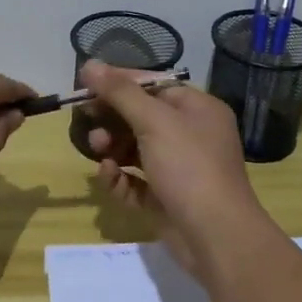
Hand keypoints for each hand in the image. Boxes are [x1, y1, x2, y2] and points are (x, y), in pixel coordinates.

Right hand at [83, 62, 265, 272]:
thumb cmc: (189, 166)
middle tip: (86, 119)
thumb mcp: (154, 121)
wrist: (216, 236)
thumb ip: (120, 93)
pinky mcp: (166, 198)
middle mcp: (191, 135)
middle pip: (141, 116)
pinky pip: (136, 181)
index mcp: (198, 109)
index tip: (85, 85)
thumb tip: (90, 65)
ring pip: (136, 149)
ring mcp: (179, 169)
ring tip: (99, 151)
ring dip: (112, 147)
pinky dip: (120, 177)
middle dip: (112, 118)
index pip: (153, 85)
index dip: (119, 83)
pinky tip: (108, 176)